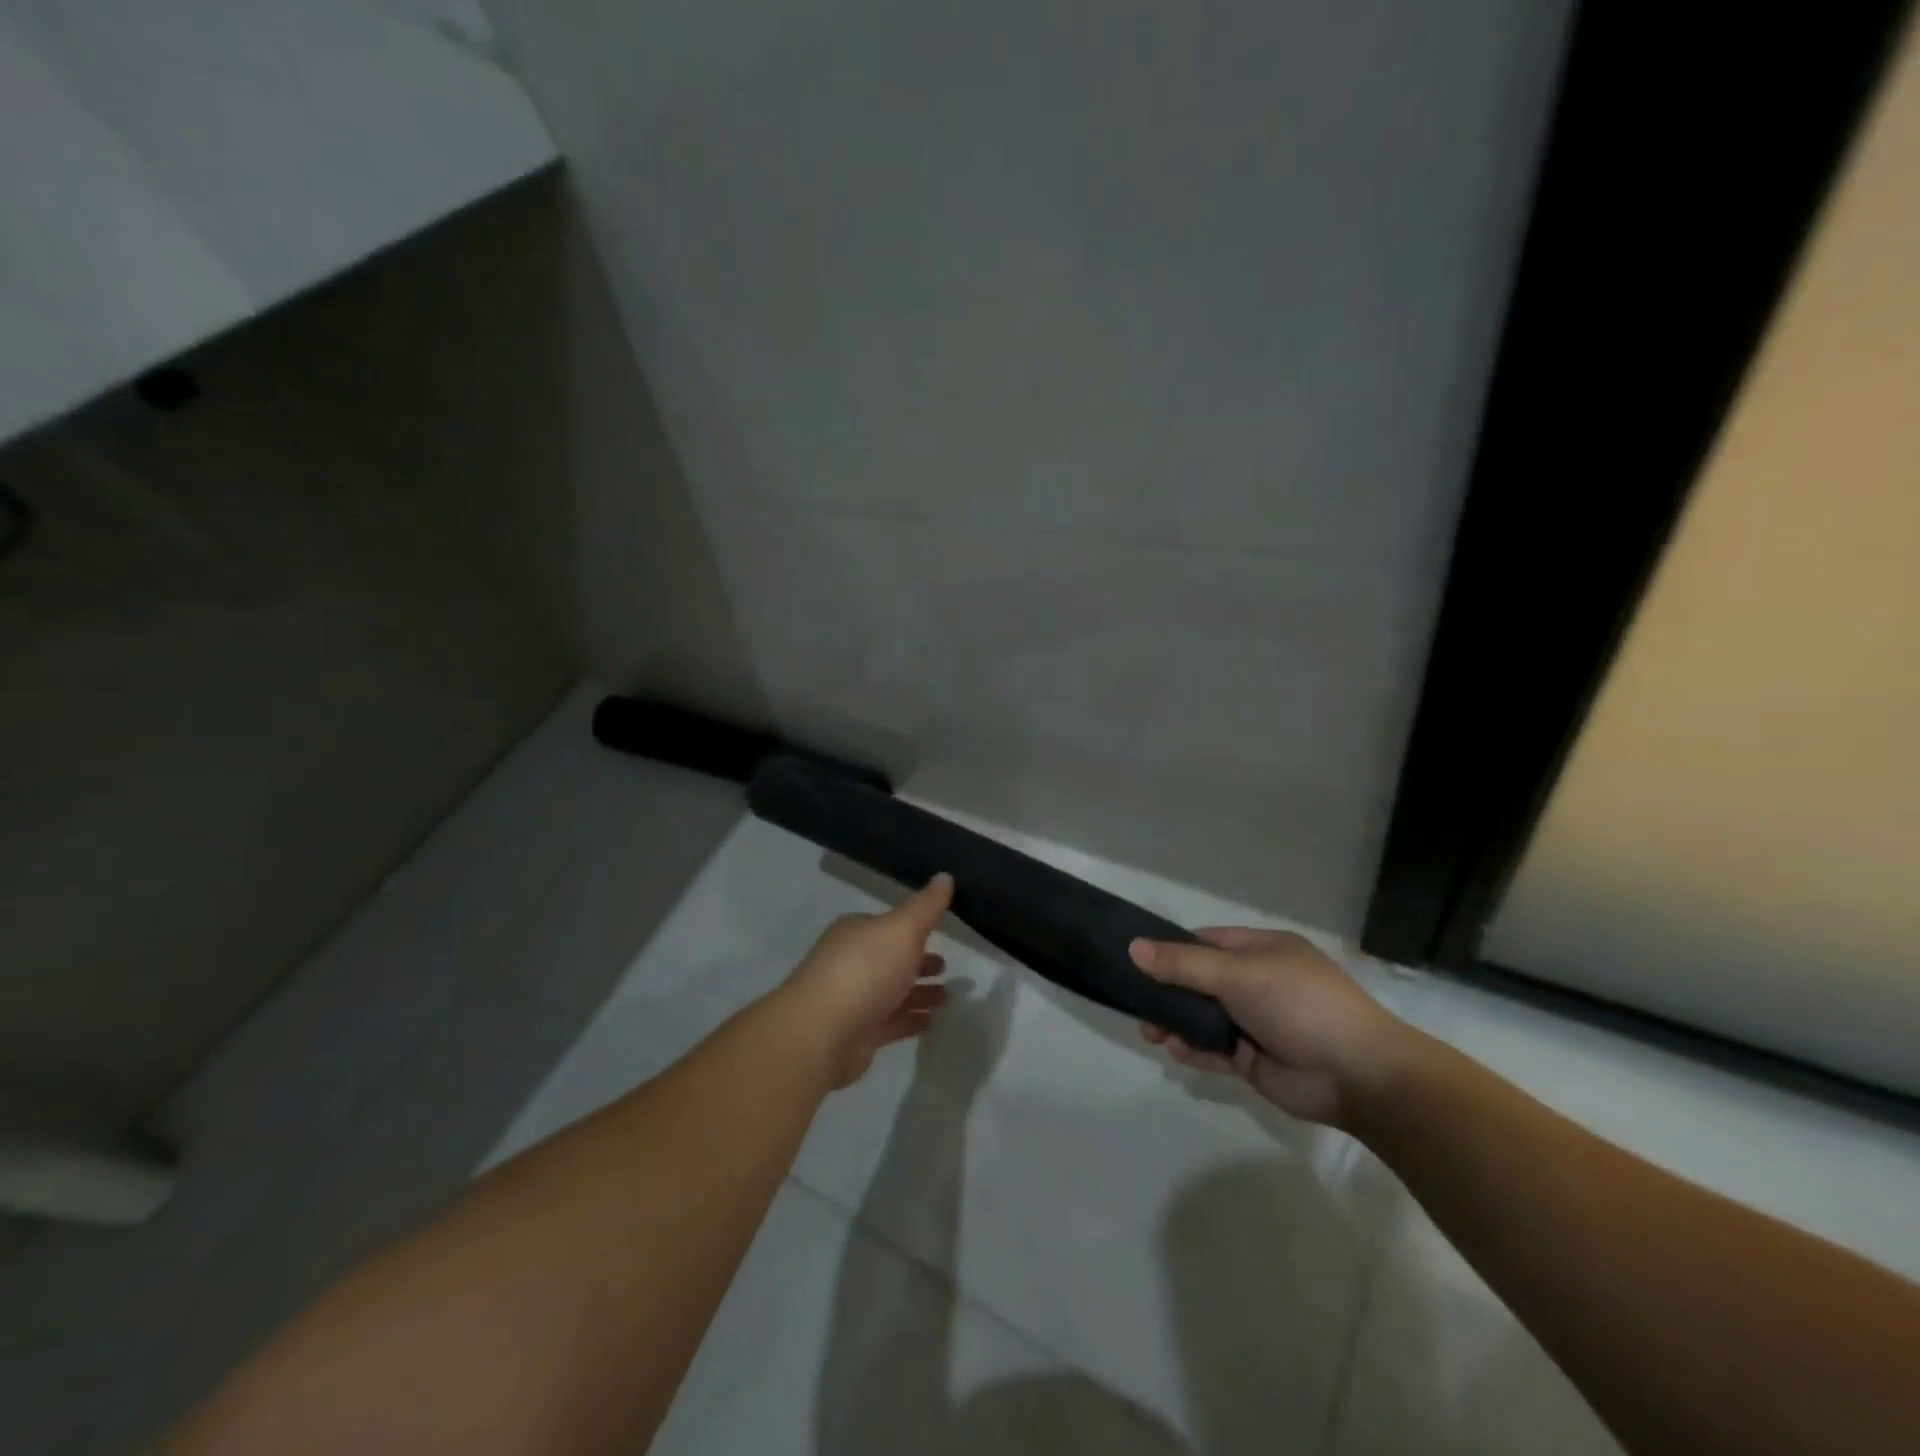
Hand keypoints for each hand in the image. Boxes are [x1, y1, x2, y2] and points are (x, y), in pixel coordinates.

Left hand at [782, 873, 953, 1088]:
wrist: (822, 1033)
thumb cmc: (865, 970)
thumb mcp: (903, 928)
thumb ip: (927, 906)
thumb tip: (945, 876)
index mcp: (856, 932)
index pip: (887, 925)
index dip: (913, 928)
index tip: (940, 933)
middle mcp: (851, 962)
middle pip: (890, 959)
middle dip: (918, 962)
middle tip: (947, 967)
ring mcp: (852, 1000)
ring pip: (893, 992)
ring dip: (919, 993)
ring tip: (948, 997)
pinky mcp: (857, 1034)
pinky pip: (890, 1022)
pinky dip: (910, 1020)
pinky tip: (932, 1021)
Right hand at [1130, 928, 1411, 1128]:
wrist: (1358, 1075)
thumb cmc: (1299, 1004)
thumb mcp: (1237, 974)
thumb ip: (1183, 964)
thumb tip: (1134, 947)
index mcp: (1263, 950)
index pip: (1207, 941)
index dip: (1173, 947)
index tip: (1137, 958)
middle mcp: (1259, 982)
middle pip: (1201, 981)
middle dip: (1168, 990)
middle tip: (1136, 1001)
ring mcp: (1258, 1022)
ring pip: (1205, 1017)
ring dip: (1176, 1021)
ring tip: (1149, 1030)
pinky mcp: (1256, 1059)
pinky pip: (1216, 1050)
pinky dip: (1194, 1049)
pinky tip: (1173, 1049)